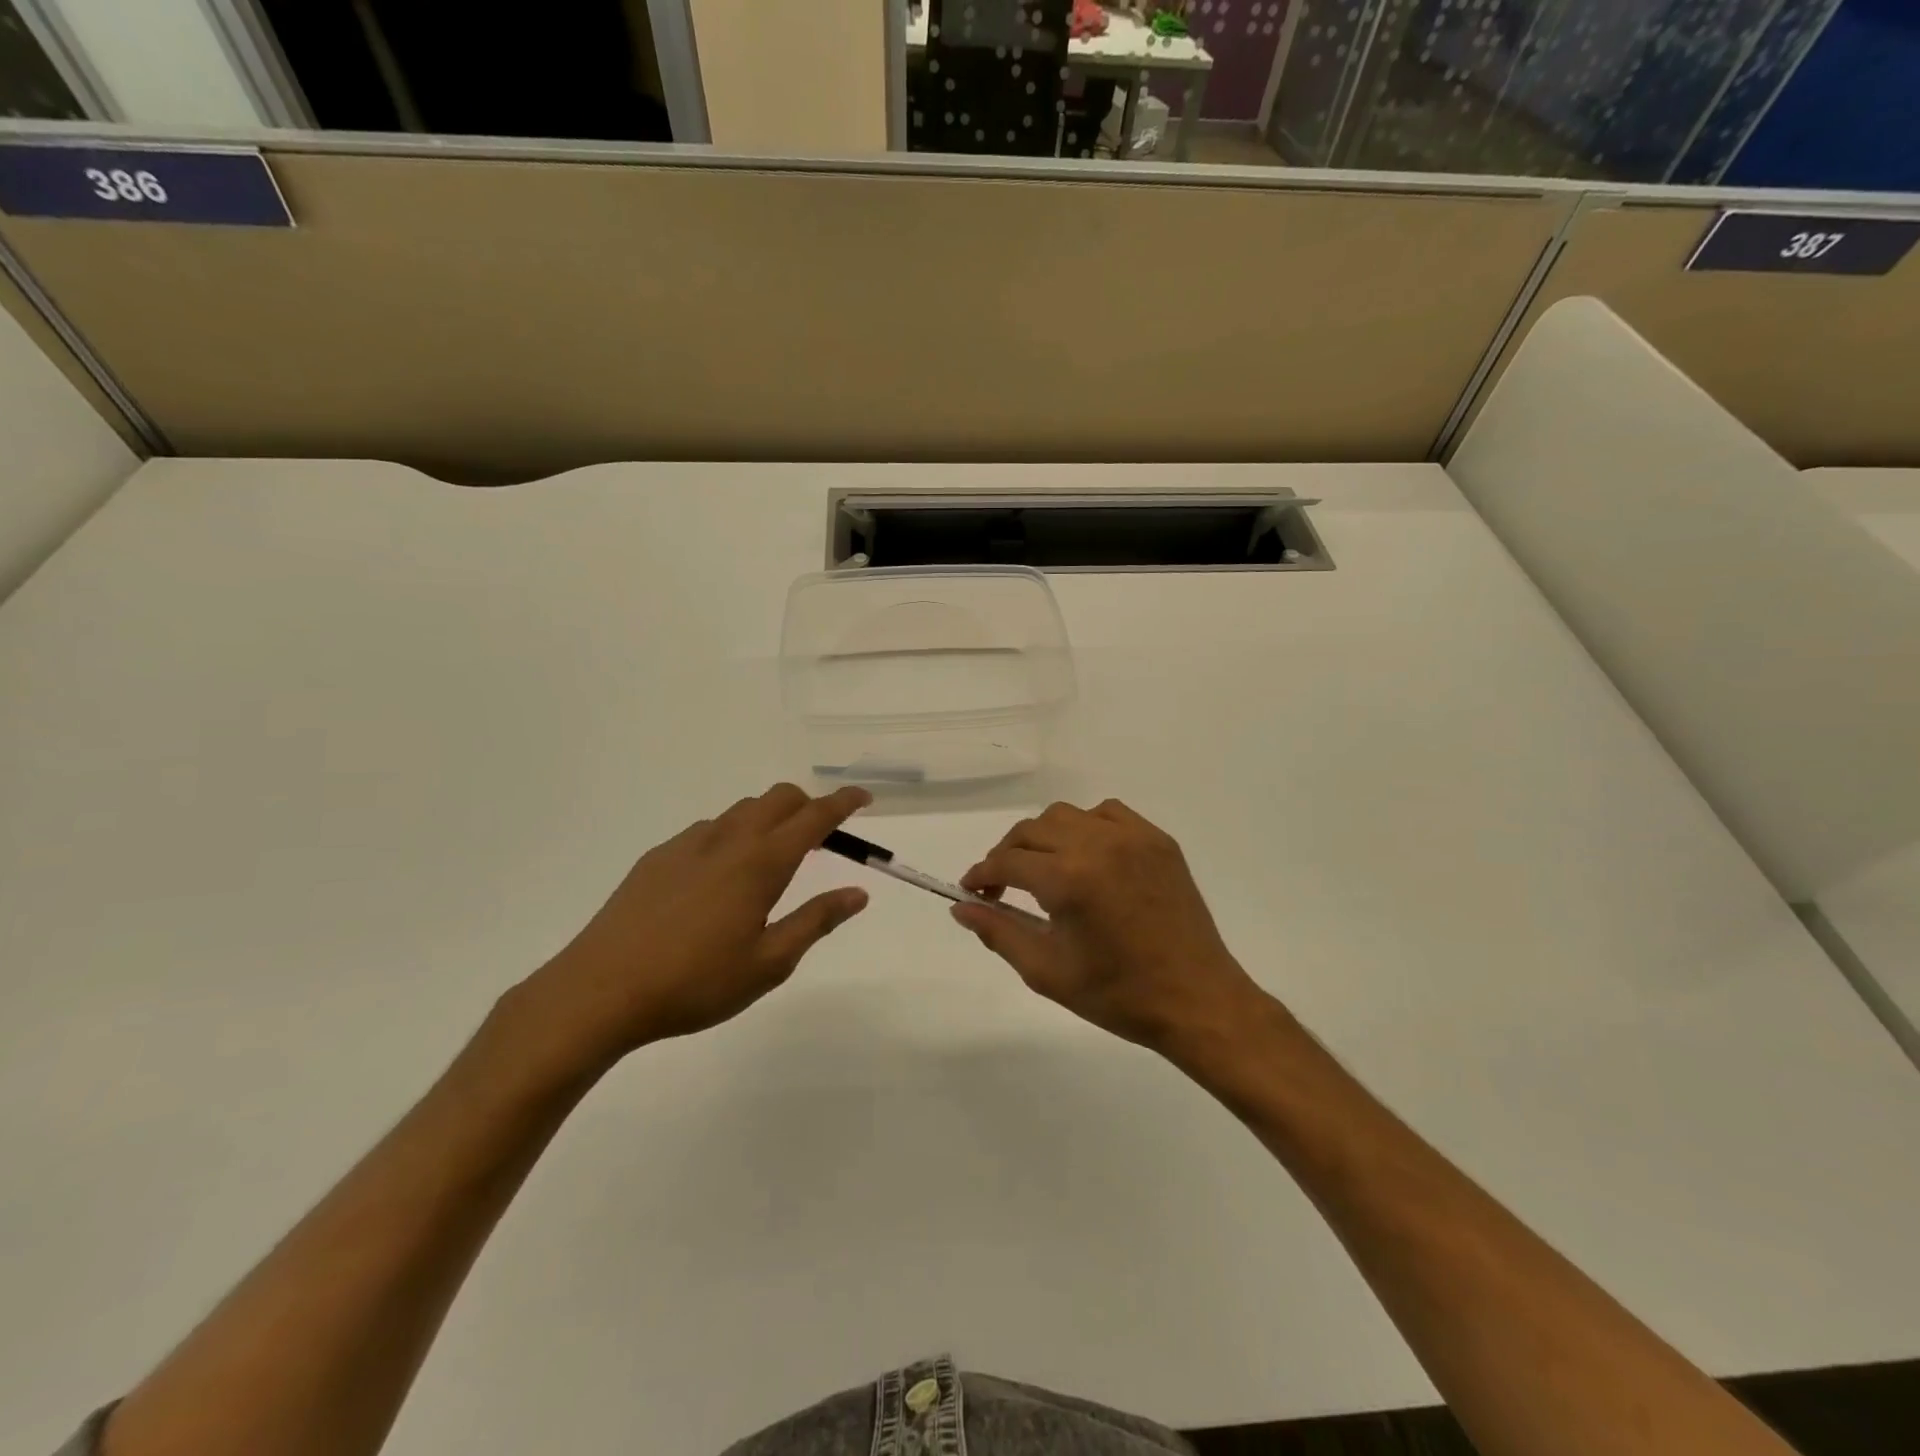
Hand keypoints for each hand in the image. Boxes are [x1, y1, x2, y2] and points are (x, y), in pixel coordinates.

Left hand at [512, 784, 872, 1070]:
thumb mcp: (769, 963)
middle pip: (778, 798)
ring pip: (742, 810)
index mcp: (761, 863)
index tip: (863, 798)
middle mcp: (728, 840)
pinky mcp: (658, 857)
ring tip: (772, 859)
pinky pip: (708, 829)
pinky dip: (732, 835)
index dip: (843, 802)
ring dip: (769, 819)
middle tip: (822, 837)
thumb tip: (858, 893)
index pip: (814, 817)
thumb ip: (816, 920)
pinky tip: (720, 877)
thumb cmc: (695, 982)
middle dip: (808, 804)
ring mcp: (688, 844)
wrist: (600, 990)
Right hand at [954, 799, 1264, 1053]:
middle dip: (1007, 854)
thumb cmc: (1118, 995)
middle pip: (1032, 830)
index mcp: (1069, 878)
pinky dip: (1086, 827)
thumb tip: (961, 907)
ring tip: (1043, 870)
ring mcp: (1132, 837)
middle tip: (1001, 886)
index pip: (1007, 860)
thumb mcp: (1047, 971)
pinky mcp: (1157, 840)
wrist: (1197, 1000)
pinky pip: (1108, 813)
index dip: (982, 873)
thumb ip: (998, 932)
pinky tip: (1086, 857)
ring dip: (1044, 837)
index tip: (972, 890)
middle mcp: (1098, 844)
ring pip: (1066, 815)